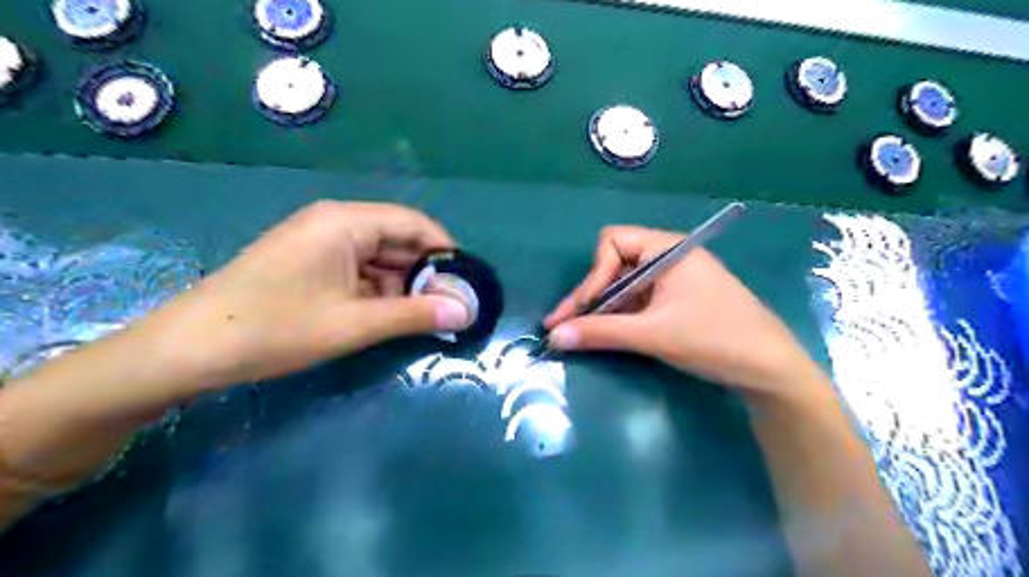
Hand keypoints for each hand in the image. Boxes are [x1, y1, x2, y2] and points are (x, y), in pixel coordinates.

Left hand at [140, 200, 467, 389]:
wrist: (189, 349)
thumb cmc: (275, 328)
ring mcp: (320, 243)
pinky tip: (391, 316)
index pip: (414, 223)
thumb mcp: (353, 324)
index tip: (466, 282)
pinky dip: (379, 292)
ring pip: (380, 258)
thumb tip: (466, 312)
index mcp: (346, 222)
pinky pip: (359, 271)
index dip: (445, 250)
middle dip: (425, 273)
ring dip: (403, 286)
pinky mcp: (310, 263)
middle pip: (398, 240)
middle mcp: (335, 223)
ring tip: (426, 316)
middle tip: (450, 307)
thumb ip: (414, 315)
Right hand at [545, 225, 820, 400]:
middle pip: (614, 265)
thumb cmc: (714, 339)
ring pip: (624, 286)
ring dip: (601, 309)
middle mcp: (669, 257)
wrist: (770, 370)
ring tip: (577, 334)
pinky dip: (619, 317)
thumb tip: (553, 337)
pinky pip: (638, 300)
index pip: (612, 244)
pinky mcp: (678, 301)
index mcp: (668, 248)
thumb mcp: (652, 334)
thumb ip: (600, 333)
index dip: (592, 275)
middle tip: (563, 325)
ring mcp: (674, 280)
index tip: (580, 310)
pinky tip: (605, 335)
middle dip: (590, 295)